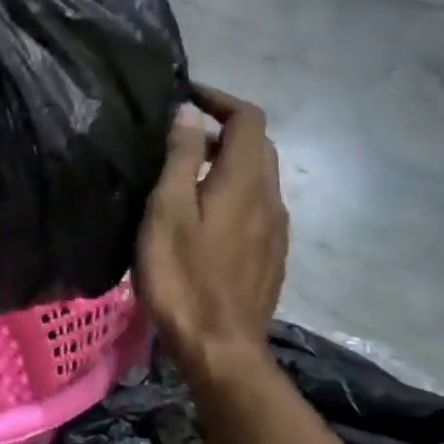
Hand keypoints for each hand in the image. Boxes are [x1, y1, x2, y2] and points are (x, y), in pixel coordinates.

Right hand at [135, 85, 289, 383]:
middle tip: (176, 134)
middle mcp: (270, 198)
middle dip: (221, 127)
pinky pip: (256, 204)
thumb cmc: (182, 274)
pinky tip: (201, 212)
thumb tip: (188, 111)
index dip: (219, 99)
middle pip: (258, 145)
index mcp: (245, 182)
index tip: (184, 96)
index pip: (249, 119)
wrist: (220, 348)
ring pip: (257, 176)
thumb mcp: (167, 209)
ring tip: (182, 170)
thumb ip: (180, 157)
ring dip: (225, 159)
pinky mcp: (270, 254)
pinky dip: (231, 188)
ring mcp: (275, 229)